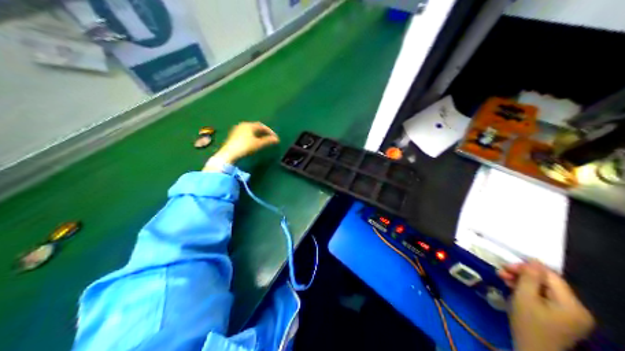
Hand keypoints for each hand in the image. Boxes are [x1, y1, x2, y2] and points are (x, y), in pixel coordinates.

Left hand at [205, 122, 277, 167]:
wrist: (229, 154)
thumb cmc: (245, 147)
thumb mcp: (258, 144)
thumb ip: (268, 141)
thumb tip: (277, 139)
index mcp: (249, 125)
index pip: (262, 126)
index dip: (269, 131)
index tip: (275, 137)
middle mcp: (242, 125)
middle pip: (255, 127)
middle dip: (263, 132)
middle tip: (269, 138)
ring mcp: (237, 130)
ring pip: (250, 130)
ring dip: (257, 134)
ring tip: (262, 140)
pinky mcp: (233, 135)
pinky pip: (245, 133)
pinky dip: (251, 136)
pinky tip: (252, 142)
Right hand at [499, 261, 594, 350]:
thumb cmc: (527, 327)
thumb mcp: (524, 298)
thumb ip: (529, 277)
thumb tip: (533, 260)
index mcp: (572, 305)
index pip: (551, 276)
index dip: (528, 268)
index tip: (506, 265)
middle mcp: (578, 309)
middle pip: (549, 284)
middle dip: (524, 276)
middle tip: (502, 271)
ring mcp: (572, 316)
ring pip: (546, 291)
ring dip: (525, 284)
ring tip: (504, 278)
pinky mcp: (563, 320)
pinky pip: (547, 300)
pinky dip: (531, 294)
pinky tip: (515, 289)